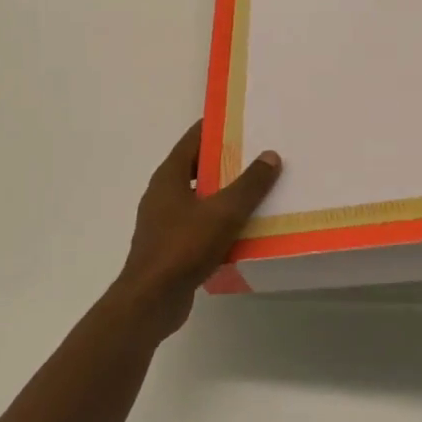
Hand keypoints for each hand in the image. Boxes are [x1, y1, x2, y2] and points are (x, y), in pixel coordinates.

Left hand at [113, 122, 282, 334]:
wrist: (151, 300)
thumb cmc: (183, 247)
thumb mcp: (223, 212)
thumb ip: (249, 184)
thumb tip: (270, 155)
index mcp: (169, 176)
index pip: (193, 139)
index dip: (217, 128)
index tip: (243, 122)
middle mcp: (163, 194)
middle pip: (198, 168)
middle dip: (226, 161)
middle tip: (259, 156)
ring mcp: (165, 222)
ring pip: (200, 198)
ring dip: (225, 194)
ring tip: (258, 190)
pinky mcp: (171, 246)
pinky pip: (200, 225)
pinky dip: (220, 222)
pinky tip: (244, 228)